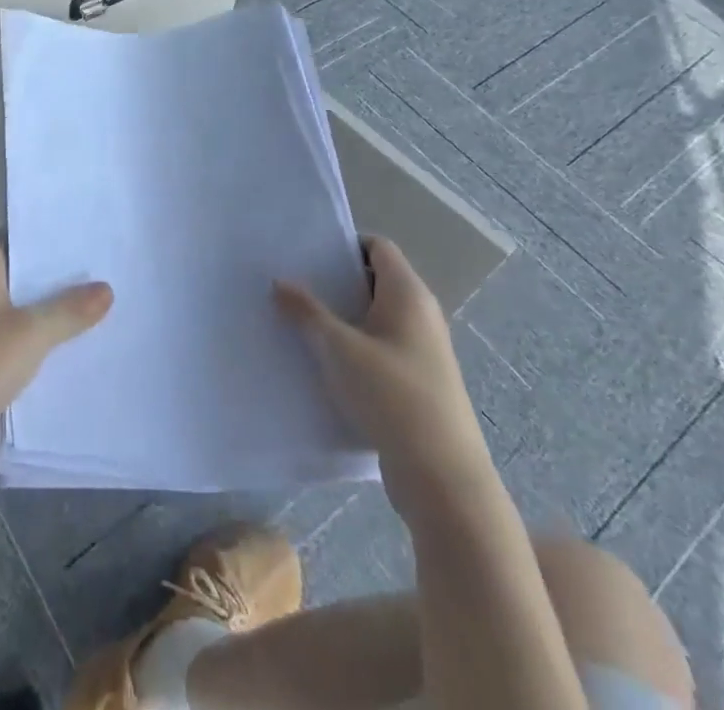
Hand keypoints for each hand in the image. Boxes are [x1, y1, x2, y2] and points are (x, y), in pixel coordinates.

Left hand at [0, 239, 111, 478]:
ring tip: (101, 305)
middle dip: (59, 277)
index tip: (82, 233)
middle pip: (24, 277)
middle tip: (103, 269)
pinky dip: (44, 344)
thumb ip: (70, 310)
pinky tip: (78, 347)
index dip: (46, 235)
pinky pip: (21, 344)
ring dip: (54, 314)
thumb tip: (107, 288)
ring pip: (25, 313)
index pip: (15, 238)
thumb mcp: (32, 332)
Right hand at [275, 235, 492, 516]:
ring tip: (298, 321)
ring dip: (340, 318)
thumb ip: (307, 311)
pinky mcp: (417, 383)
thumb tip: (280, 282)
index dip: (345, 245)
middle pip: (375, 281)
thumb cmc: (392, 396)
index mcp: (409, 294)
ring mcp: (421, 351)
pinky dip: (353, 347)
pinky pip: (379, 349)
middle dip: (335, 282)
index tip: (307, 253)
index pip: (378, 247)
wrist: (443, 479)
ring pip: (374, 318)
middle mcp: (420, 315)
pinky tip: (321, 361)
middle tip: (293, 284)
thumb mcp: (339, 348)